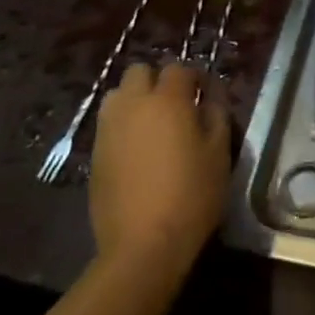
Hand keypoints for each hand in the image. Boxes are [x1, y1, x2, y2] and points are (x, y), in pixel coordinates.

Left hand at [89, 61, 231, 282]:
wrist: (142, 246)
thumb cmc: (191, 196)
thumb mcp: (219, 154)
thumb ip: (216, 115)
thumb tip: (209, 97)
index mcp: (167, 100)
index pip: (179, 68)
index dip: (194, 77)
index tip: (204, 94)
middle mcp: (133, 104)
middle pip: (140, 72)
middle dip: (157, 80)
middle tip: (175, 105)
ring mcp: (109, 128)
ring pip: (119, 94)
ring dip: (135, 100)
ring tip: (151, 125)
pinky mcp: (95, 153)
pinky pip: (109, 123)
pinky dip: (122, 125)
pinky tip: (136, 150)